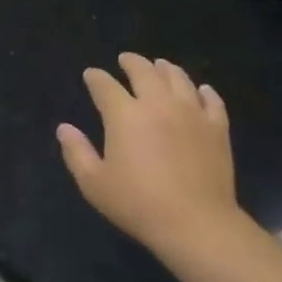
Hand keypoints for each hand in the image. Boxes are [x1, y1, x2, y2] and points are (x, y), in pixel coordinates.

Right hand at [57, 54, 251, 256]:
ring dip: (166, 68)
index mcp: (124, 115)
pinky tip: (202, 90)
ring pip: (179, 78)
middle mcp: (158, 103)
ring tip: (160, 65)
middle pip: (144, 71)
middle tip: (126, 60)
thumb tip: (64, 128)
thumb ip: (76, 152)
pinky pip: (211, 100)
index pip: (105, 86)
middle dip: (132, 62)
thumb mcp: (94, 184)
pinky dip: (204, 91)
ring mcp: (192, 112)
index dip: (95, 78)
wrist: (195, 222)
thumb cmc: (138, 204)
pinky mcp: (217, 127)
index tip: (91, 74)